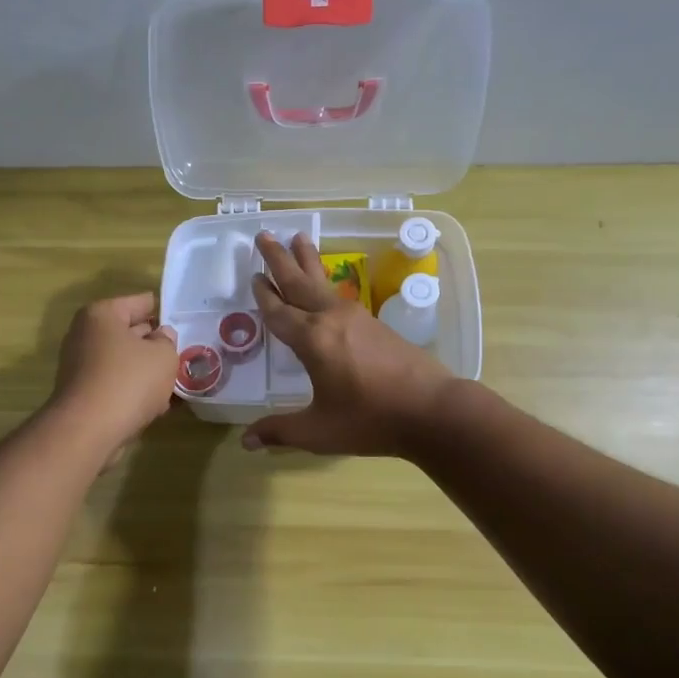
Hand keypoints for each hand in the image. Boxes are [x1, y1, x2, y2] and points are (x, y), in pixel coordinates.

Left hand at [48, 292, 177, 459]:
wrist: (88, 431)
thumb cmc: (129, 381)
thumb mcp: (163, 356)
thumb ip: (167, 341)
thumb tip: (161, 337)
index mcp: (102, 315)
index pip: (141, 302)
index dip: (165, 312)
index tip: (185, 323)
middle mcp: (86, 335)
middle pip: (130, 332)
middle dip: (156, 344)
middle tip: (184, 353)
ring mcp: (81, 366)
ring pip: (125, 361)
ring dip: (147, 371)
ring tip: (175, 382)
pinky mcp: (84, 393)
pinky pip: (116, 384)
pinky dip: (134, 391)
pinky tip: (158, 405)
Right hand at [244, 232, 456, 456]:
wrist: (432, 410)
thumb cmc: (370, 420)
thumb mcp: (319, 431)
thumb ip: (280, 431)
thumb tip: (246, 442)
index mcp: (312, 340)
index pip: (279, 313)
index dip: (264, 296)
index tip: (254, 275)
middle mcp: (331, 319)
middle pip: (299, 283)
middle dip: (279, 259)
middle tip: (264, 235)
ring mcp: (357, 318)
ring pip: (323, 283)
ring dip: (307, 261)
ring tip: (299, 238)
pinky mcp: (376, 324)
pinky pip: (341, 295)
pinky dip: (326, 282)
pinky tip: (327, 287)